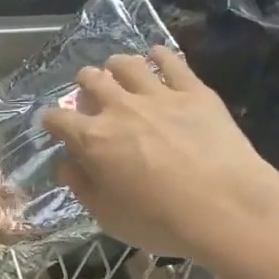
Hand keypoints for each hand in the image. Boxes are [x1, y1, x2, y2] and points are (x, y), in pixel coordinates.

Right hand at [41, 48, 278, 264]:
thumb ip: (82, 187)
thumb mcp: (109, 217)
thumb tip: (66, 165)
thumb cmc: (162, 222)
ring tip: (119, 72)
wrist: (227, 209)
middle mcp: (119, 108)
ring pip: (127, 64)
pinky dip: (160, 55)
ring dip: (116, 66)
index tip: (53, 124)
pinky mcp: (193, 90)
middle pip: (90, 80)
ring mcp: (157, 95)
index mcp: (93, 139)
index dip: (51, 120)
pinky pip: (171, 61)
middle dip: (84, 84)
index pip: (58, 118)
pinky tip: (158, 56)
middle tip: (90, 94)